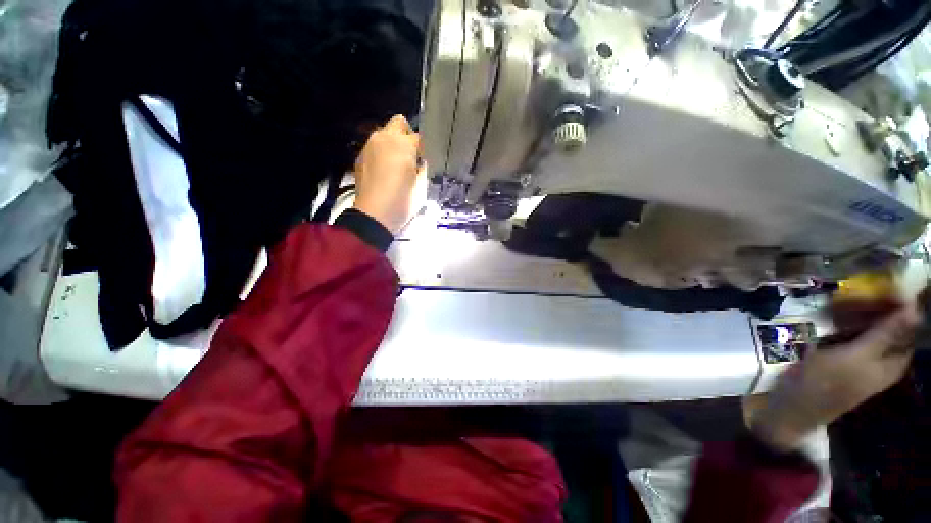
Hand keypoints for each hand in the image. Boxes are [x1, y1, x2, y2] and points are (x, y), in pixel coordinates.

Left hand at [352, 115, 426, 234]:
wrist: (374, 216)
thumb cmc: (402, 202)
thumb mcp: (422, 186)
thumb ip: (423, 167)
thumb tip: (420, 161)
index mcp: (403, 144)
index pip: (420, 137)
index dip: (425, 148)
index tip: (426, 160)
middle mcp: (384, 138)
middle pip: (399, 123)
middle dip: (407, 135)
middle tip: (412, 155)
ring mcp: (369, 146)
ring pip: (384, 134)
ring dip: (393, 143)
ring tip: (397, 164)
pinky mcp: (360, 158)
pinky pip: (374, 147)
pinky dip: (381, 153)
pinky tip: (384, 171)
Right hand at [750, 302, 921, 451]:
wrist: (792, 405)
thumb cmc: (826, 382)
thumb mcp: (854, 358)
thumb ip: (884, 335)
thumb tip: (914, 308)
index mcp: (893, 363)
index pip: (909, 328)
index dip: (902, 306)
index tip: (887, 285)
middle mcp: (882, 360)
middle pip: (890, 328)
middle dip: (879, 308)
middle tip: (861, 289)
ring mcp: (861, 360)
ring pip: (870, 330)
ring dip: (861, 314)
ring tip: (845, 299)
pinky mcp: (842, 358)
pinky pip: (852, 335)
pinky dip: (847, 323)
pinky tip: (833, 316)